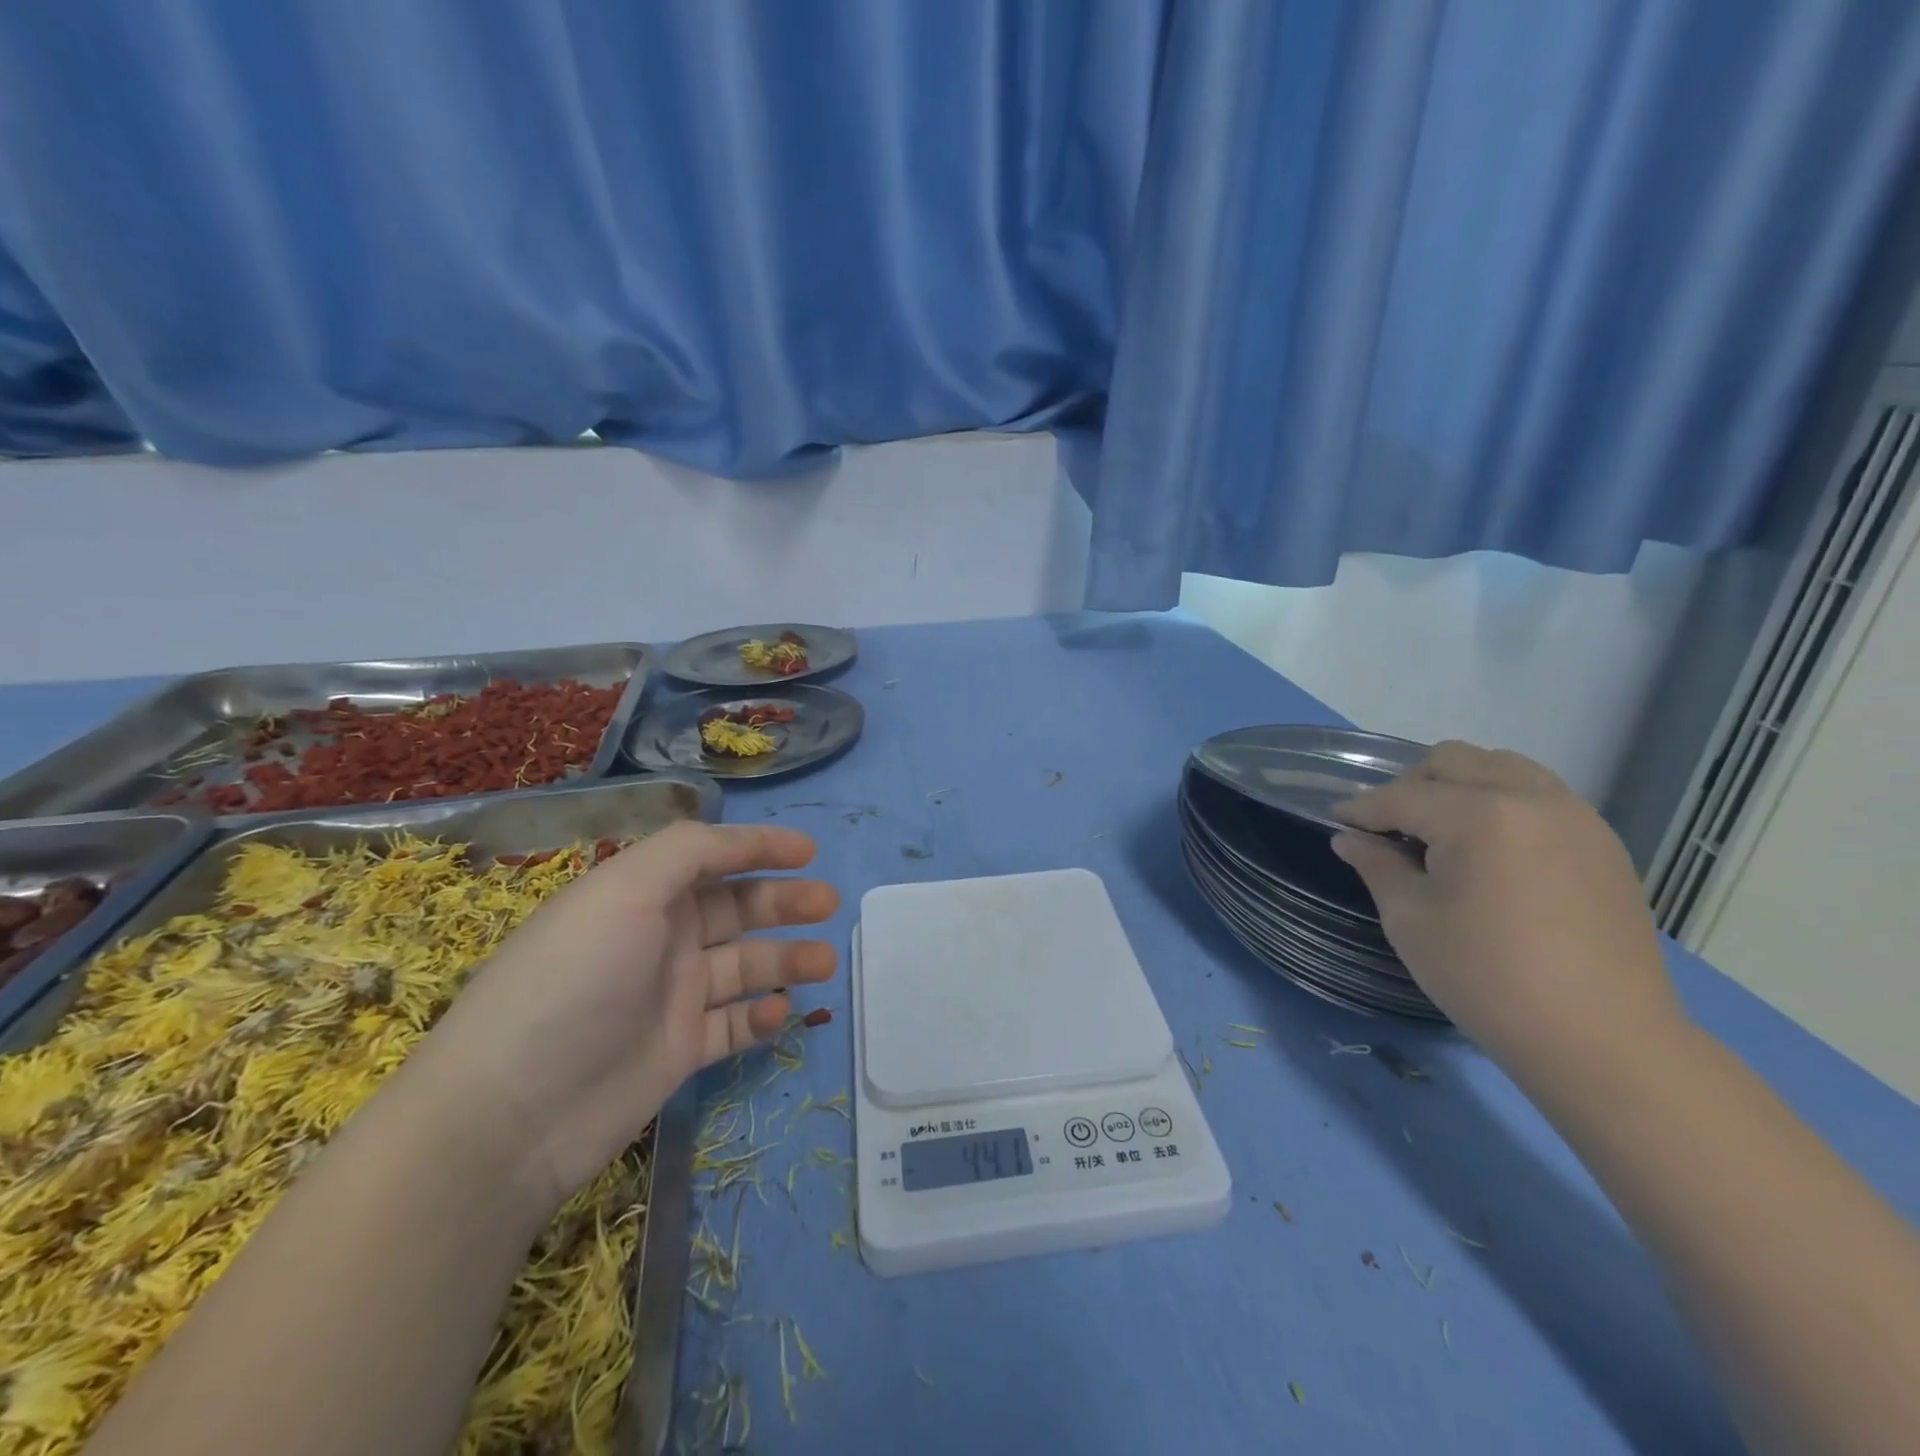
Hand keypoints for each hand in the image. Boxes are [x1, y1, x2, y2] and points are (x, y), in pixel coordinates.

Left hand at [403, 824, 837, 1212]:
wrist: (514, 1114)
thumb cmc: (575, 979)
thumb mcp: (625, 890)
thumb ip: (689, 851)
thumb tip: (739, 839)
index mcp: (641, 894)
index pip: (711, 856)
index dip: (759, 847)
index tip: (809, 851)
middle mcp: (659, 938)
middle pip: (735, 909)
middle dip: (784, 902)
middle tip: (828, 905)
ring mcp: (670, 997)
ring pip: (744, 967)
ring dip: (786, 959)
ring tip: (824, 962)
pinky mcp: (678, 1051)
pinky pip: (733, 1025)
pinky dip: (761, 1017)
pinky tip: (780, 1013)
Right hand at [1331, 742, 1681, 1082]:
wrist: (1603, 1041)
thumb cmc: (1488, 979)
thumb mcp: (1411, 921)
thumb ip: (1377, 867)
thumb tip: (1350, 839)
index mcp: (1479, 815)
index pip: (1402, 796)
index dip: (1361, 809)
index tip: (1337, 822)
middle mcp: (1531, 799)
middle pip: (1454, 761)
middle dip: (1411, 786)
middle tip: (1391, 829)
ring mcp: (1576, 817)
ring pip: (1502, 768)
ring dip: (1460, 787)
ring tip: (1442, 833)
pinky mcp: (1602, 843)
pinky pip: (1540, 796)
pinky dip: (1502, 804)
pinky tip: (1489, 851)